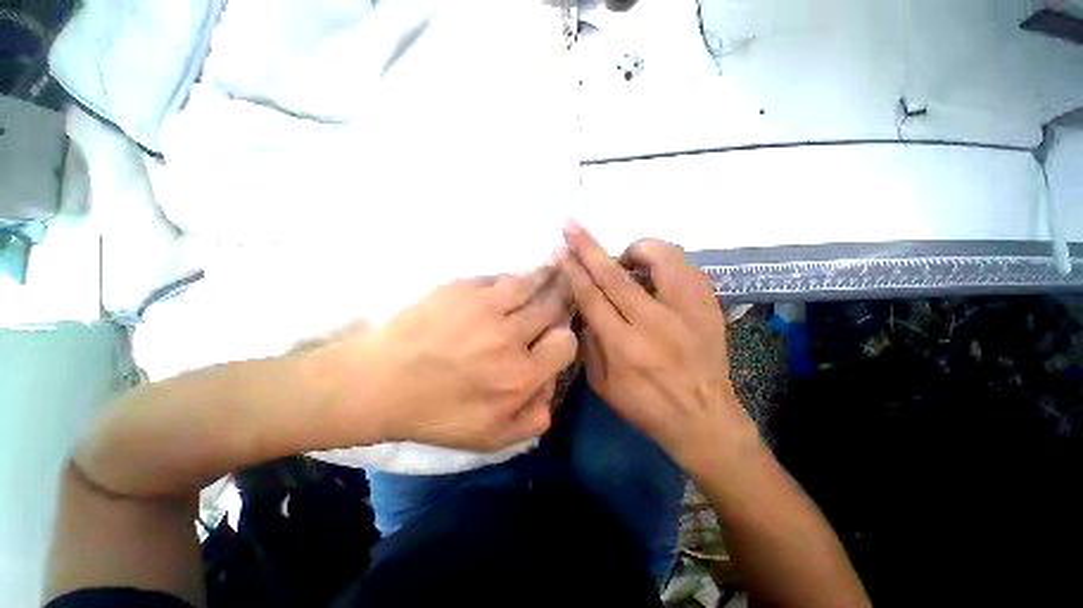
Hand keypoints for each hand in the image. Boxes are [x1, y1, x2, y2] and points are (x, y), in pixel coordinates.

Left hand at [315, 266, 576, 451]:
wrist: (380, 383)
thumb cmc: (436, 413)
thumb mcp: (491, 437)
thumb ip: (533, 419)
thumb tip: (552, 387)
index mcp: (520, 376)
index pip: (566, 343)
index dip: (565, 338)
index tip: (556, 336)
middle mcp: (510, 338)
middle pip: (552, 307)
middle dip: (563, 297)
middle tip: (566, 288)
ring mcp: (485, 308)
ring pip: (530, 283)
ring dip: (545, 277)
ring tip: (552, 269)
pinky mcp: (461, 289)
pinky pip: (499, 278)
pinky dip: (511, 279)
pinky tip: (513, 279)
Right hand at [556, 222, 758, 474]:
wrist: (704, 418)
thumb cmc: (645, 406)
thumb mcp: (601, 383)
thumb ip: (588, 341)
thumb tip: (582, 305)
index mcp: (624, 347)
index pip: (591, 297)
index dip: (572, 271)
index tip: (559, 251)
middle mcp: (655, 323)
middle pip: (614, 274)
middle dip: (588, 247)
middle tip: (571, 226)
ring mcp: (687, 311)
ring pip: (659, 257)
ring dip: (634, 250)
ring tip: (626, 260)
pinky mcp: (708, 306)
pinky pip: (684, 266)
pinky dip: (663, 262)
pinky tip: (653, 275)